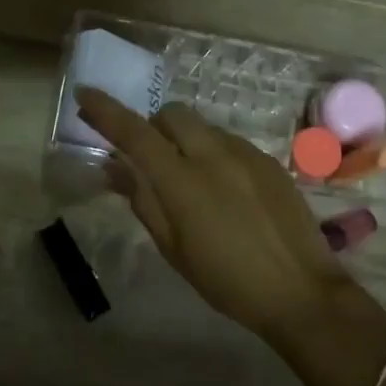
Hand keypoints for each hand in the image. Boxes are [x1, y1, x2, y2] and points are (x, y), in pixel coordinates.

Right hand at [76, 88, 350, 337]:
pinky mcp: (268, 160)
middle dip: (154, 126)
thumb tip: (114, 167)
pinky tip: (226, 189)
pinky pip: (229, 141)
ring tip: (193, 180)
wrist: (300, 291)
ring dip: (186, 140)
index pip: (135, 133)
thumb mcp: (173, 249)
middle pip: (172, 113)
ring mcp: (245, 153)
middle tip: (152, 158)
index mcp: (182, 181)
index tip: (85, 94)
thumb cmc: (226, 281)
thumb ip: (143, 201)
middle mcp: (213, 154)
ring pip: (203, 126)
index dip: (106, 111)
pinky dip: (214, 152)